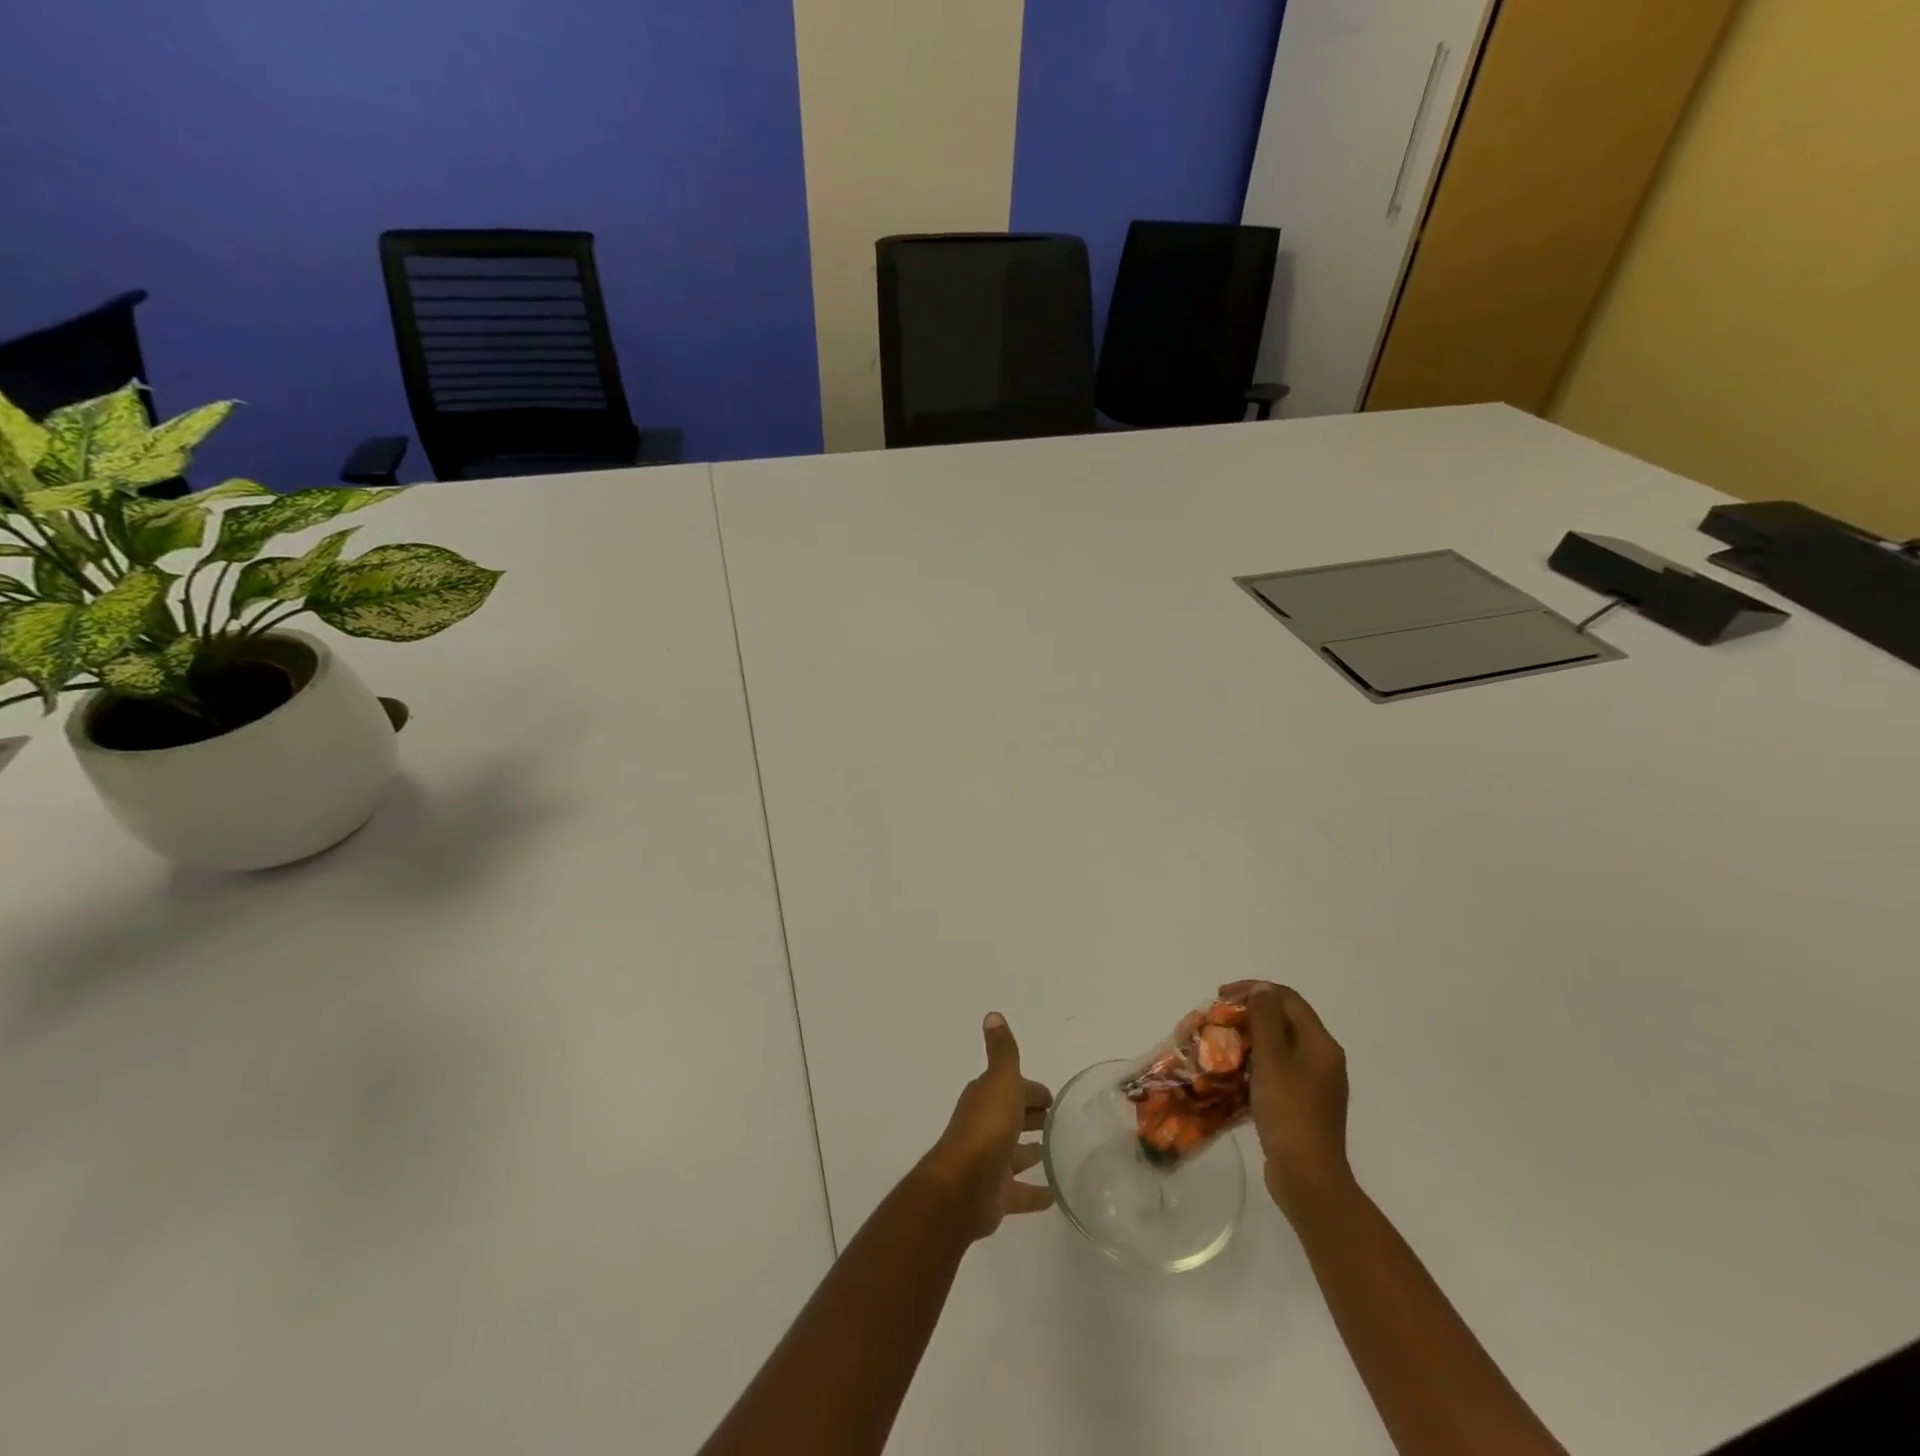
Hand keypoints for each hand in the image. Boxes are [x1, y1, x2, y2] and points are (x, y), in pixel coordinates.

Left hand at [916, 1013, 1055, 1240]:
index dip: (1033, 1091)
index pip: (1015, 1088)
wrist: (962, 1187)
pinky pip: (1021, 1192)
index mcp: (988, 1099)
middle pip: (1015, 1118)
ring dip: (1033, 1152)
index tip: (1055, 1098)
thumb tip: (992, 1014)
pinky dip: (1036, 1193)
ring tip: (1059, 1153)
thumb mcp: (1000, 1081)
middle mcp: (987, 1127)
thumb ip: (1002, 1051)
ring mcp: (991, 1162)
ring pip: (1016, 1154)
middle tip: (1060, 1123)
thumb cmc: (986, 1128)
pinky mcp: (997, 1195)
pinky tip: (1054, 1195)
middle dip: (1033, 1118)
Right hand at [1221, 981, 1350, 1217]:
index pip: (1288, 999)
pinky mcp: (1304, 1105)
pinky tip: (1234, 1074)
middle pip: (1285, 1021)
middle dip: (1249, 1014)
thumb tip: (1262, 990)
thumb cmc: (1288, 1111)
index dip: (1254, 990)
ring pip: (1280, 1047)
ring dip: (1250, 1039)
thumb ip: (1266, 1019)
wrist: (1308, 1177)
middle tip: (1218, 1020)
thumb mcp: (1272, 1058)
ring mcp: (1316, 1084)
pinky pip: (1279, 1071)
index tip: (1221, 997)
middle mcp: (1323, 1059)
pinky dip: (1256, 1064)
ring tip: (1220, 1045)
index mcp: (1321, 1044)